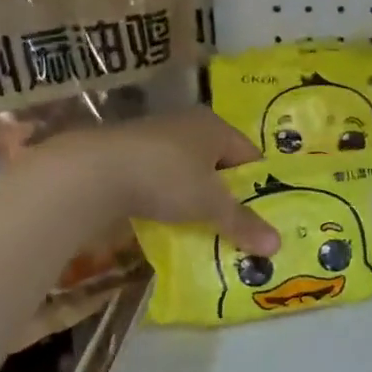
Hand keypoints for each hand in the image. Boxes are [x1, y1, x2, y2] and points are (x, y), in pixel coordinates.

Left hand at [57, 108, 279, 255]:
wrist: (94, 171)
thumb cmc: (167, 178)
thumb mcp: (210, 205)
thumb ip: (243, 223)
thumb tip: (277, 246)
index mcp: (214, 126)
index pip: (249, 154)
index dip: (258, 183)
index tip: (262, 214)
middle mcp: (186, 124)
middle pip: (217, 162)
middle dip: (226, 193)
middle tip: (236, 225)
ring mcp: (153, 137)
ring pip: (187, 171)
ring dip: (194, 196)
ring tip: (201, 226)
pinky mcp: (126, 154)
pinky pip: (159, 178)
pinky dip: (166, 197)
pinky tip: (165, 218)